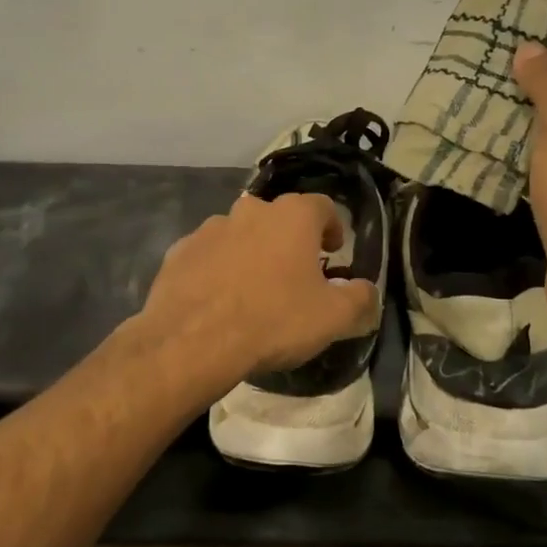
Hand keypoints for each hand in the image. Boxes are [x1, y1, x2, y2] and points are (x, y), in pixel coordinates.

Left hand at [141, 193, 379, 382]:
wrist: (194, 340)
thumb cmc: (274, 320)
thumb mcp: (332, 318)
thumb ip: (359, 298)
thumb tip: (367, 290)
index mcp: (292, 216)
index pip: (323, 206)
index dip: (332, 227)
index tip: (333, 251)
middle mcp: (250, 210)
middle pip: (278, 218)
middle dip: (289, 240)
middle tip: (295, 273)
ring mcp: (210, 228)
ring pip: (240, 234)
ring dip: (251, 252)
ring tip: (253, 289)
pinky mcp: (179, 251)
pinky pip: (208, 254)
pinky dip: (217, 268)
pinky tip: (218, 299)